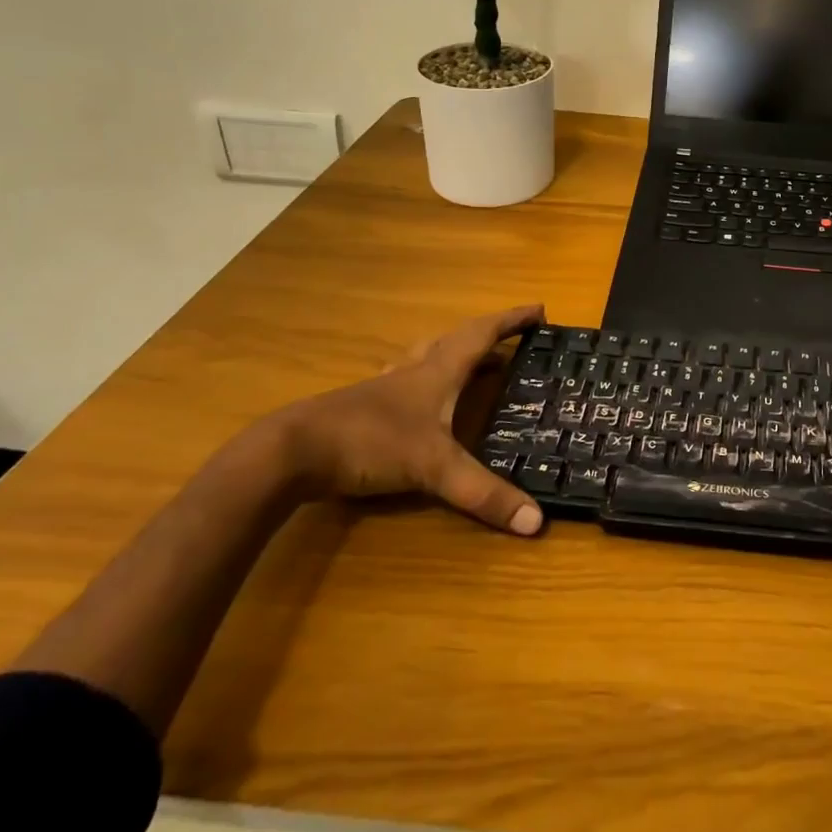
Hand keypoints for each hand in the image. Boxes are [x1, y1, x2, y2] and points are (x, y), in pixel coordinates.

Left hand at [271, 304, 545, 535]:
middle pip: (456, 340)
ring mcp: (386, 388)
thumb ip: (483, 493)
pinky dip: (425, 382)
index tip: (540, 310)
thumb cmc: (370, 442)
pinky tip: (422, 403)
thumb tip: (536, 521)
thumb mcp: (433, 468)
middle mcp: (414, 370)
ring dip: (455, 355)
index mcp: (437, 371)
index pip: (482, 334)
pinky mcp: (364, 408)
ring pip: (427, 357)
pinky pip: (406, 382)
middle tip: (513, 345)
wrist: (291, 452)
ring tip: (475, 367)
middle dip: (488, 337)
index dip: (512, 320)